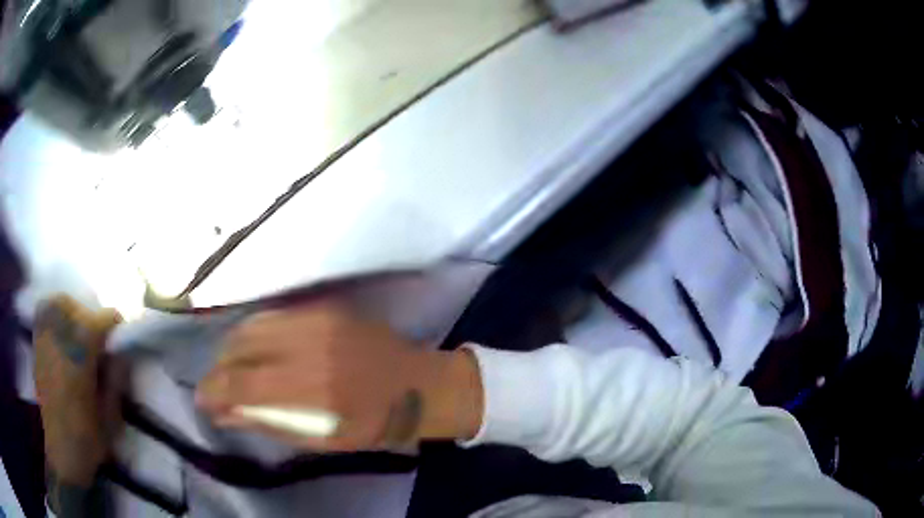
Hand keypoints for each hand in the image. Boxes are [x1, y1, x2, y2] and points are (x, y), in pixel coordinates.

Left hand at [34, 295, 122, 485]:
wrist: (62, 451)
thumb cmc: (89, 439)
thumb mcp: (111, 418)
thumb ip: (117, 381)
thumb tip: (125, 352)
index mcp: (79, 360)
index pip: (98, 322)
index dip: (113, 323)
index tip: (121, 333)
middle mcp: (59, 342)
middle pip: (74, 307)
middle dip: (90, 315)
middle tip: (99, 336)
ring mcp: (44, 342)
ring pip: (56, 304)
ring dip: (70, 310)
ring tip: (78, 329)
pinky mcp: (37, 347)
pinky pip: (43, 314)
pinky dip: (53, 313)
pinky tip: (61, 330)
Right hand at [196, 302, 483, 451]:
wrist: (418, 385)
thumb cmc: (373, 423)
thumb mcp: (323, 440)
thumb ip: (271, 424)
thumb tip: (226, 415)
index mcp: (312, 386)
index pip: (243, 383)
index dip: (214, 391)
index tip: (202, 400)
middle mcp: (309, 344)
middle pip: (240, 346)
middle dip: (219, 367)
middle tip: (217, 386)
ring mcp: (317, 319)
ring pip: (252, 325)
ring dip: (232, 347)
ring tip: (230, 368)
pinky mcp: (324, 307)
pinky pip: (273, 316)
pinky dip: (254, 332)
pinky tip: (252, 348)